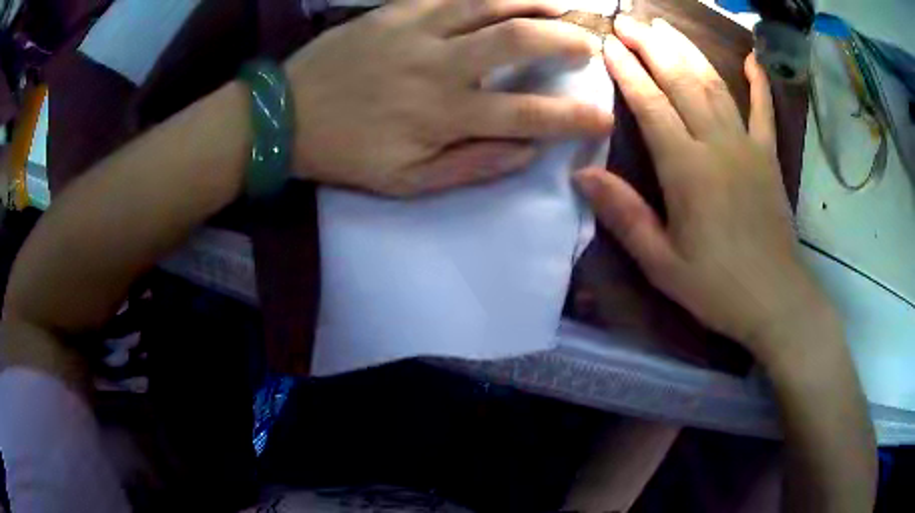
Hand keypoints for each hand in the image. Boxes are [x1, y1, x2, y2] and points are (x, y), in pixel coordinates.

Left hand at [284, 0, 610, 196]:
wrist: (286, 117)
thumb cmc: (347, 153)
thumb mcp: (408, 183)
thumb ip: (473, 167)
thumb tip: (527, 152)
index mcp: (446, 116)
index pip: (530, 115)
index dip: (575, 117)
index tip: (604, 117)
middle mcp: (441, 66)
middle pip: (521, 40)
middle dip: (566, 40)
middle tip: (587, 44)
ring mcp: (417, 30)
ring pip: (491, 3)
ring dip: (534, 2)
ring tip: (558, 7)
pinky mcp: (395, 11)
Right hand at [575, 16, 834, 363]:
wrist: (776, 301)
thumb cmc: (718, 288)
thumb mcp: (662, 264)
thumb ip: (625, 215)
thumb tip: (582, 173)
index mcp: (687, 170)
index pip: (651, 105)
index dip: (627, 72)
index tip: (607, 44)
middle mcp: (717, 146)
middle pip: (681, 82)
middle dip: (651, 47)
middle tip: (628, 21)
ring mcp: (748, 147)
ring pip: (714, 85)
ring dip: (687, 51)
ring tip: (664, 26)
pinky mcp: (769, 158)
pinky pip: (765, 111)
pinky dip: (759, 82)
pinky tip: (751, 58)